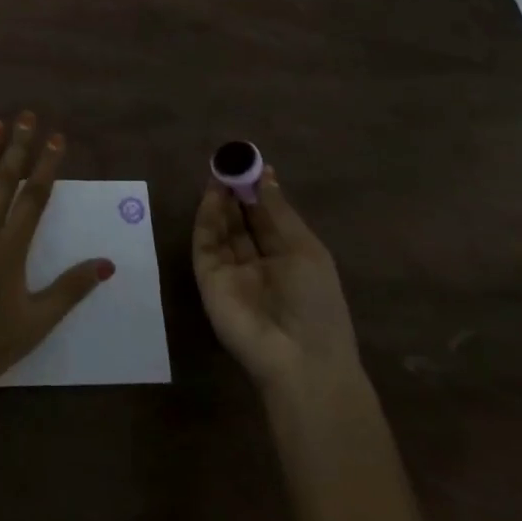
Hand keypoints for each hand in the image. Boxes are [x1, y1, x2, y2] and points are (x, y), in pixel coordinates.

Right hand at [193, 166, 360, 402]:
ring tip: (221, 171)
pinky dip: (207, 217)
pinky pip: (206, 241)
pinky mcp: (208, 277)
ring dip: (221, 200)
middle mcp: (257, 262)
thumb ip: (279, 212)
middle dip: (236, 191)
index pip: (268, 217)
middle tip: (230, 162)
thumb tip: (267, 174)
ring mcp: (231, 270)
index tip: (251, 163)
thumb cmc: (315, 303)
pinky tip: (214, 195)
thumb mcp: (305, 250)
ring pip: (222, 227)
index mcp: (287, 257)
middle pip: (242, 219)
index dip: (259, 190)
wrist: (298, 359)